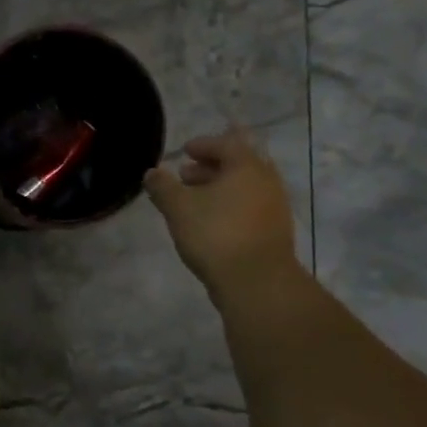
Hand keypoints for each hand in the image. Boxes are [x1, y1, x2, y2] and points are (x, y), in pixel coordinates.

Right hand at [144, 131, 300, 305]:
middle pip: (237, 166)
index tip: (185, 151)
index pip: (226, 144)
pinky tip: (209, 222)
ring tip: (193, 201)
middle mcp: (266, 182)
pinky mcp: (274, 232)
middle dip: (209, 168)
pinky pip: (249, 208)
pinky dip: (229, 206)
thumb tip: (152, 172)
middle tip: (184, 175)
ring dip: (218, 189)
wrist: (257, 282)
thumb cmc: (215, 234)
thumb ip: (162, 186)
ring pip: (244, 188)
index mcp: (246, 167)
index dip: (203, 145)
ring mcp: (274, 208)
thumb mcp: (178, 207)